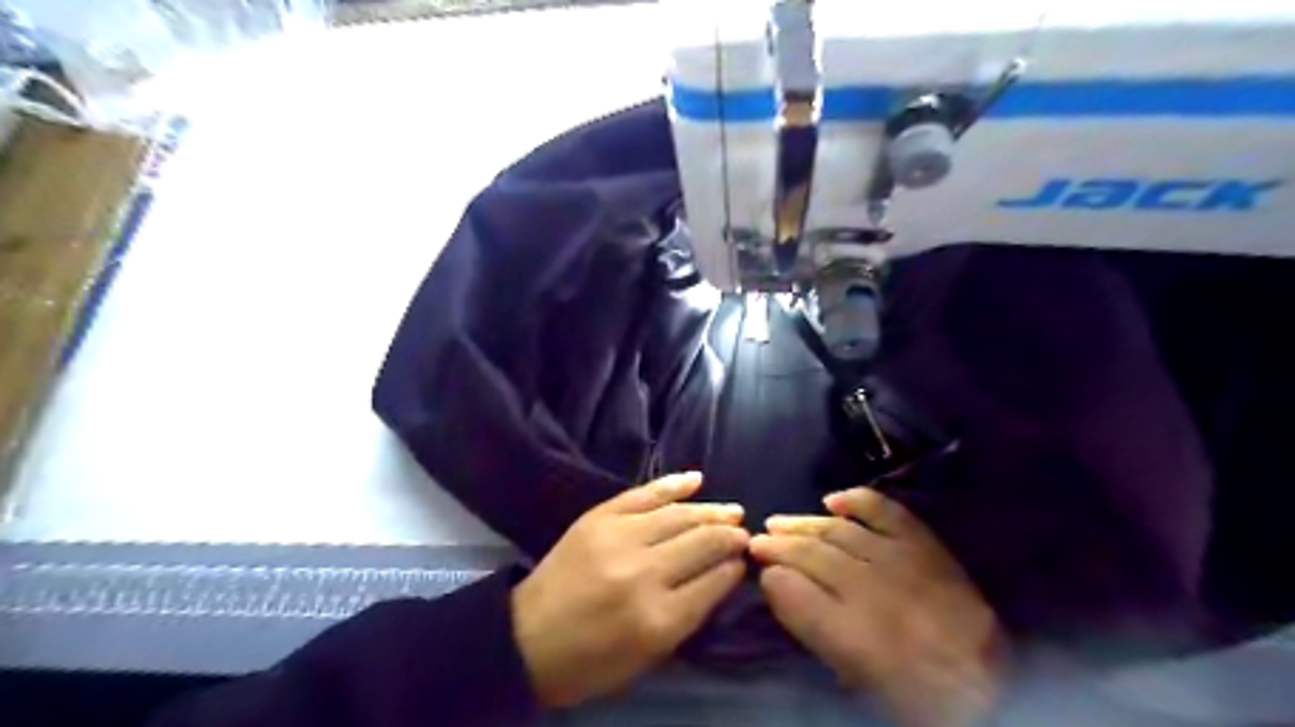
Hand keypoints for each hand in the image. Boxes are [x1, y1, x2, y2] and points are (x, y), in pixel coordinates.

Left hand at [510, 471, 743, 708]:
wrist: (526, 637)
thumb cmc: (591, 661)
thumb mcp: (648, 657)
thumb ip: (688, 615)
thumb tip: (722, 575)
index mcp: (657, 619)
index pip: (715, 581)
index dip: (734, 568)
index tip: (744, 561)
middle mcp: (643, 573)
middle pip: (703, 543)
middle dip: (730, 537)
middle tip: (745, 534)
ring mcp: (619, 538)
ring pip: (679, 515)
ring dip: (711, 511)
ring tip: (733, 511)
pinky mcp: (599, 517)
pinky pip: (644, 493)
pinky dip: (673, 484)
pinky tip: (698, 480)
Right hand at [749, 486, 1009, 726]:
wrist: (989, 683)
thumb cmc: (913, 689)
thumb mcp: (854, 674)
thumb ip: (813, 629)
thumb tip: (778, 587)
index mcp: (856, 637)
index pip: (795, 591)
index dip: (771, 575)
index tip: (757, 568)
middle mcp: (876, 592)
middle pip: (813, 556)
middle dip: (779, 546)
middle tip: (756, 541)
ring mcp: (903, 562)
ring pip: (840, 532)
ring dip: (804, 524)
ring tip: (777, 522)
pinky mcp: (925, 546)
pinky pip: (886, 512)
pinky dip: (857, 501)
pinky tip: (831, 500)